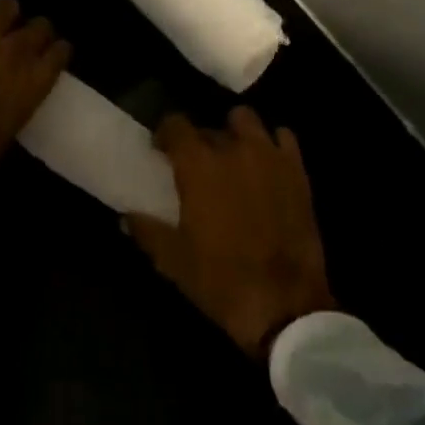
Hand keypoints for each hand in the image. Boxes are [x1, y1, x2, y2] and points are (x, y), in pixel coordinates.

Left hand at [0, 0, 69, 213]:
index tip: (48, 55)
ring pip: (6, 5)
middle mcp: (17, 51)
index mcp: (37, 81)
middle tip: (19, 42)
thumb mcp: (12, 131)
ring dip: (3, 15)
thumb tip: (11, 100)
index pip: (61, 50)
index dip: (54, 51)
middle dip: (33, 31)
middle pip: (39, 24)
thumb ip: (19, 103)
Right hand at [129, 107, 337, 359]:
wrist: (285, 304)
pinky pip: (283, 137)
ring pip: (247, 120)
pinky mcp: (298, 171)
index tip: (161, 151)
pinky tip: (267, 164)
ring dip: (236, 132)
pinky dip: (272, 144)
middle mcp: (233, 149)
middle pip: (210, 126)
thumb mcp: (173, 260)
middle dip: (200, 141)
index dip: (165, 134)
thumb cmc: (221, 280)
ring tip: (234, 157)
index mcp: (198, 165)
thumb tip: (126, 215)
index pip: (175, 124)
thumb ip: (147, 230)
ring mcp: (269, 156)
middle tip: (198, 166)